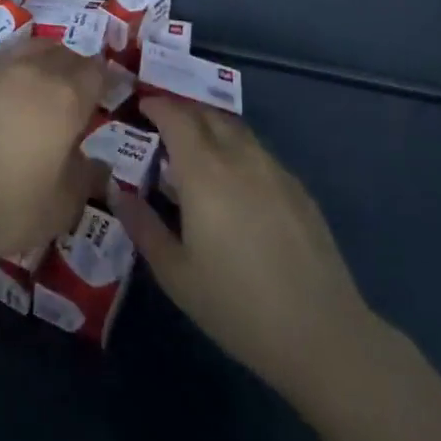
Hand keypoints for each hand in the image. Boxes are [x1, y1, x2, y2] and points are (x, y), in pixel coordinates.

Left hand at [0, 40, 108, 269]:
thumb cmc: (11, 205)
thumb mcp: (63, 204)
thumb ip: (86, 177)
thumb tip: (100, 165)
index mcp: (67, 96)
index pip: (97, 71)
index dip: (106, 81)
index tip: (108, 94)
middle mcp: (35, 70)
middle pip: (66, 53)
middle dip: (78, 68)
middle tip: (79, 93)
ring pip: (33, 46)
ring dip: (47, 59)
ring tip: (46, 83)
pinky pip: (4, 56)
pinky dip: (16, 64)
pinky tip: (11, 88)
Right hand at [113, 97, 374, 400]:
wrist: (322, 335)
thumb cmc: (237, 306)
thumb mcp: (176, 274)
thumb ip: (143, 226)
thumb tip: (119, 192)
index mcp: (203, 171)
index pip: (175, 116)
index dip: (156, 105)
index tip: (140, 107)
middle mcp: (238, 156)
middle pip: (206, 113)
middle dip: (181, 110)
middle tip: (162, 126)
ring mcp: (273, 169)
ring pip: (235, 129)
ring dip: (210, 126)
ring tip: (196, 149)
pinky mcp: (297, 188)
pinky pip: (258, 151)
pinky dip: (237, 149)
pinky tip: (235, 181)